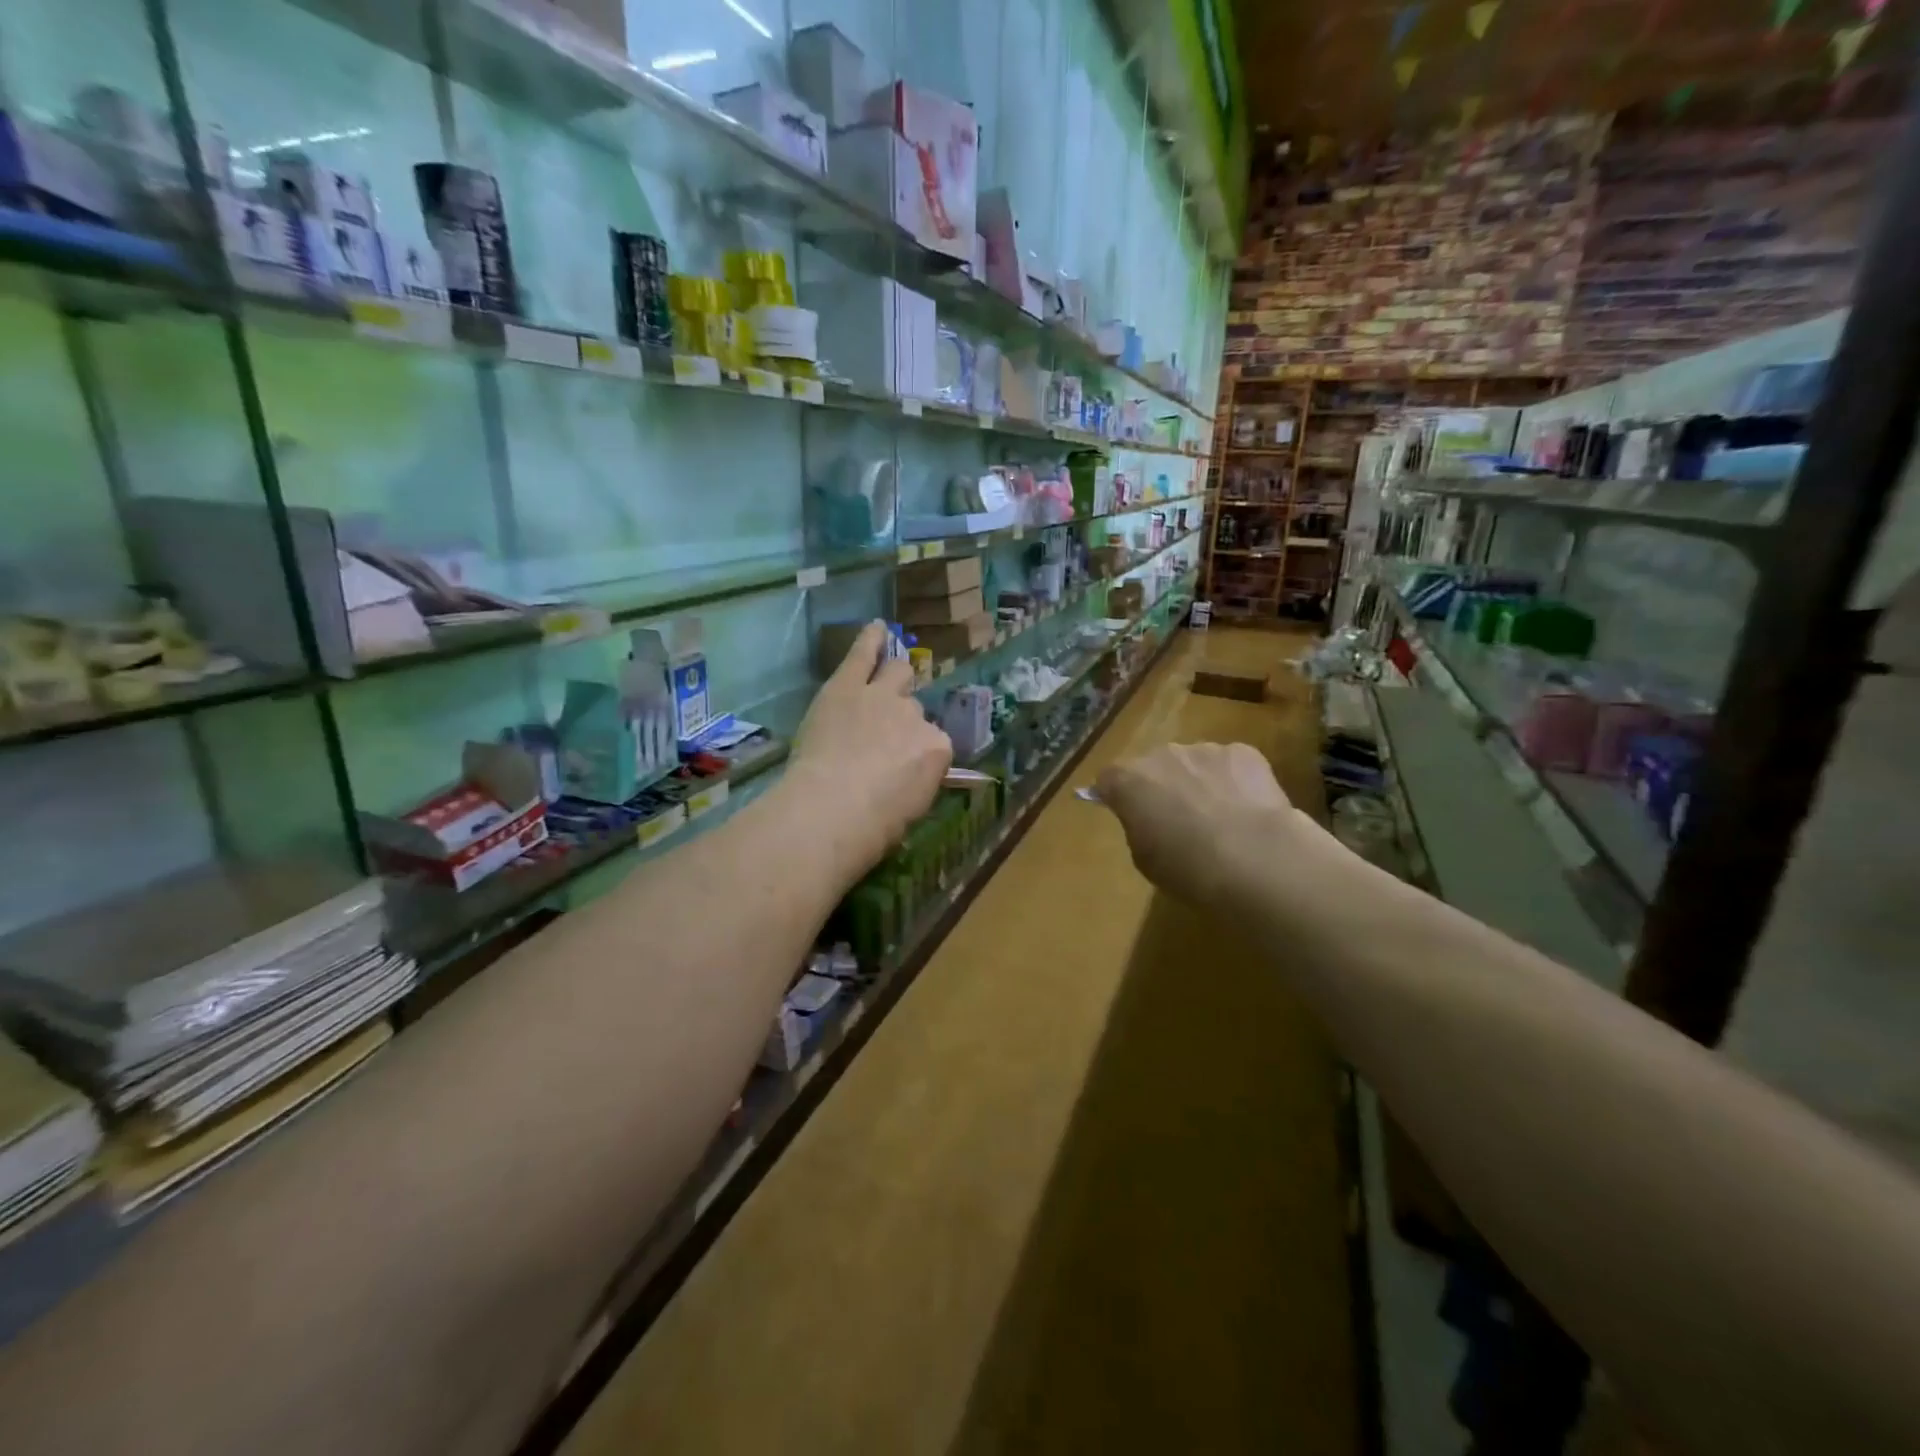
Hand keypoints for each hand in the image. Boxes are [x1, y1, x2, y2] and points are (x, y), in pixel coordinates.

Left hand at [787, 621, 952, 879]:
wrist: (831, 808)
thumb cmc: (874, 826)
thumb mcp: (911, 809)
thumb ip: (916, 782)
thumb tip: (907, 778)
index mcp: (938, 750)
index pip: (935, 743)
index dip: (918, 753)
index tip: (904, 767)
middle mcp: (915, 716)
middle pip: (914, 706)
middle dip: (904, 716)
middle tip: (887, 731)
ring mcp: (881, 695)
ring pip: (897, 672)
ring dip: (894, 676)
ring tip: (889, 673)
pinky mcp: (846, 685)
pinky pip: (862, 653)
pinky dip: (870, 638)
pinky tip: (876, 627)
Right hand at [1094, 742, 1308, 906]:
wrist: (1255, 860)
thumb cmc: (1188, 869)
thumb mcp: (1145, 859)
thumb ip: (1138, 828)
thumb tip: (1146, 818)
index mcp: (1128, 781)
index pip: (1109, 779)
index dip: (1118, 796)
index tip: (1131, 816)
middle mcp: (1161, 755)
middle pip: (1154, 766)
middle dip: (1161, 787)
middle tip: (1179, 821)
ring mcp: (1204, 750)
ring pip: (1193, 763)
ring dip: (1198, 782)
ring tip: (1221, 819)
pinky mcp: (1244, 752)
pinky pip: (1230, 764)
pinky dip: (1235, 781)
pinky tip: (1248, 811)